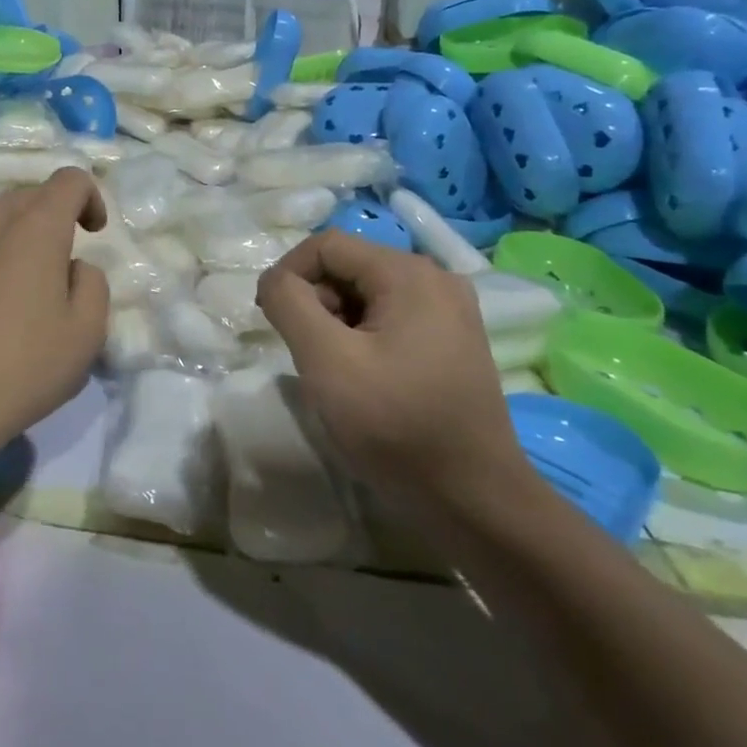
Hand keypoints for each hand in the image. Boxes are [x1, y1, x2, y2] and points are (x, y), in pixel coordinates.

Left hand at [0, 168, 110, 497]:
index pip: (69, 180)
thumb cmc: (20, 369)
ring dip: (0, 230)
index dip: (88, 198)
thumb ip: (92, 284)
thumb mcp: (86, 335)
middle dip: (45, 219)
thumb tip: (72, 266)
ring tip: (2, 273)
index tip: (92, 231)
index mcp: (34, 227)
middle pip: (23, 196)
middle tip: (50, 266)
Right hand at [256, 231, 520, 493]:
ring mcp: (450, 310)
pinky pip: (391, 316)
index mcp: (409, 274)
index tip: (271, 320)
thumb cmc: (396, 426)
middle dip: (315, 300)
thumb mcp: (326, 360)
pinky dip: (363, 335)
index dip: (288, 274)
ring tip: (335, 369)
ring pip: (367, 292)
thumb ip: (289, 304)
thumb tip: (274, 279)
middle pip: (349, 266)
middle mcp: (436, 278)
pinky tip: (364, 377)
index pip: (326, 245)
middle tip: (307, 353)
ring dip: (336, 320)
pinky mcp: (454, 340)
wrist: (475, 502)